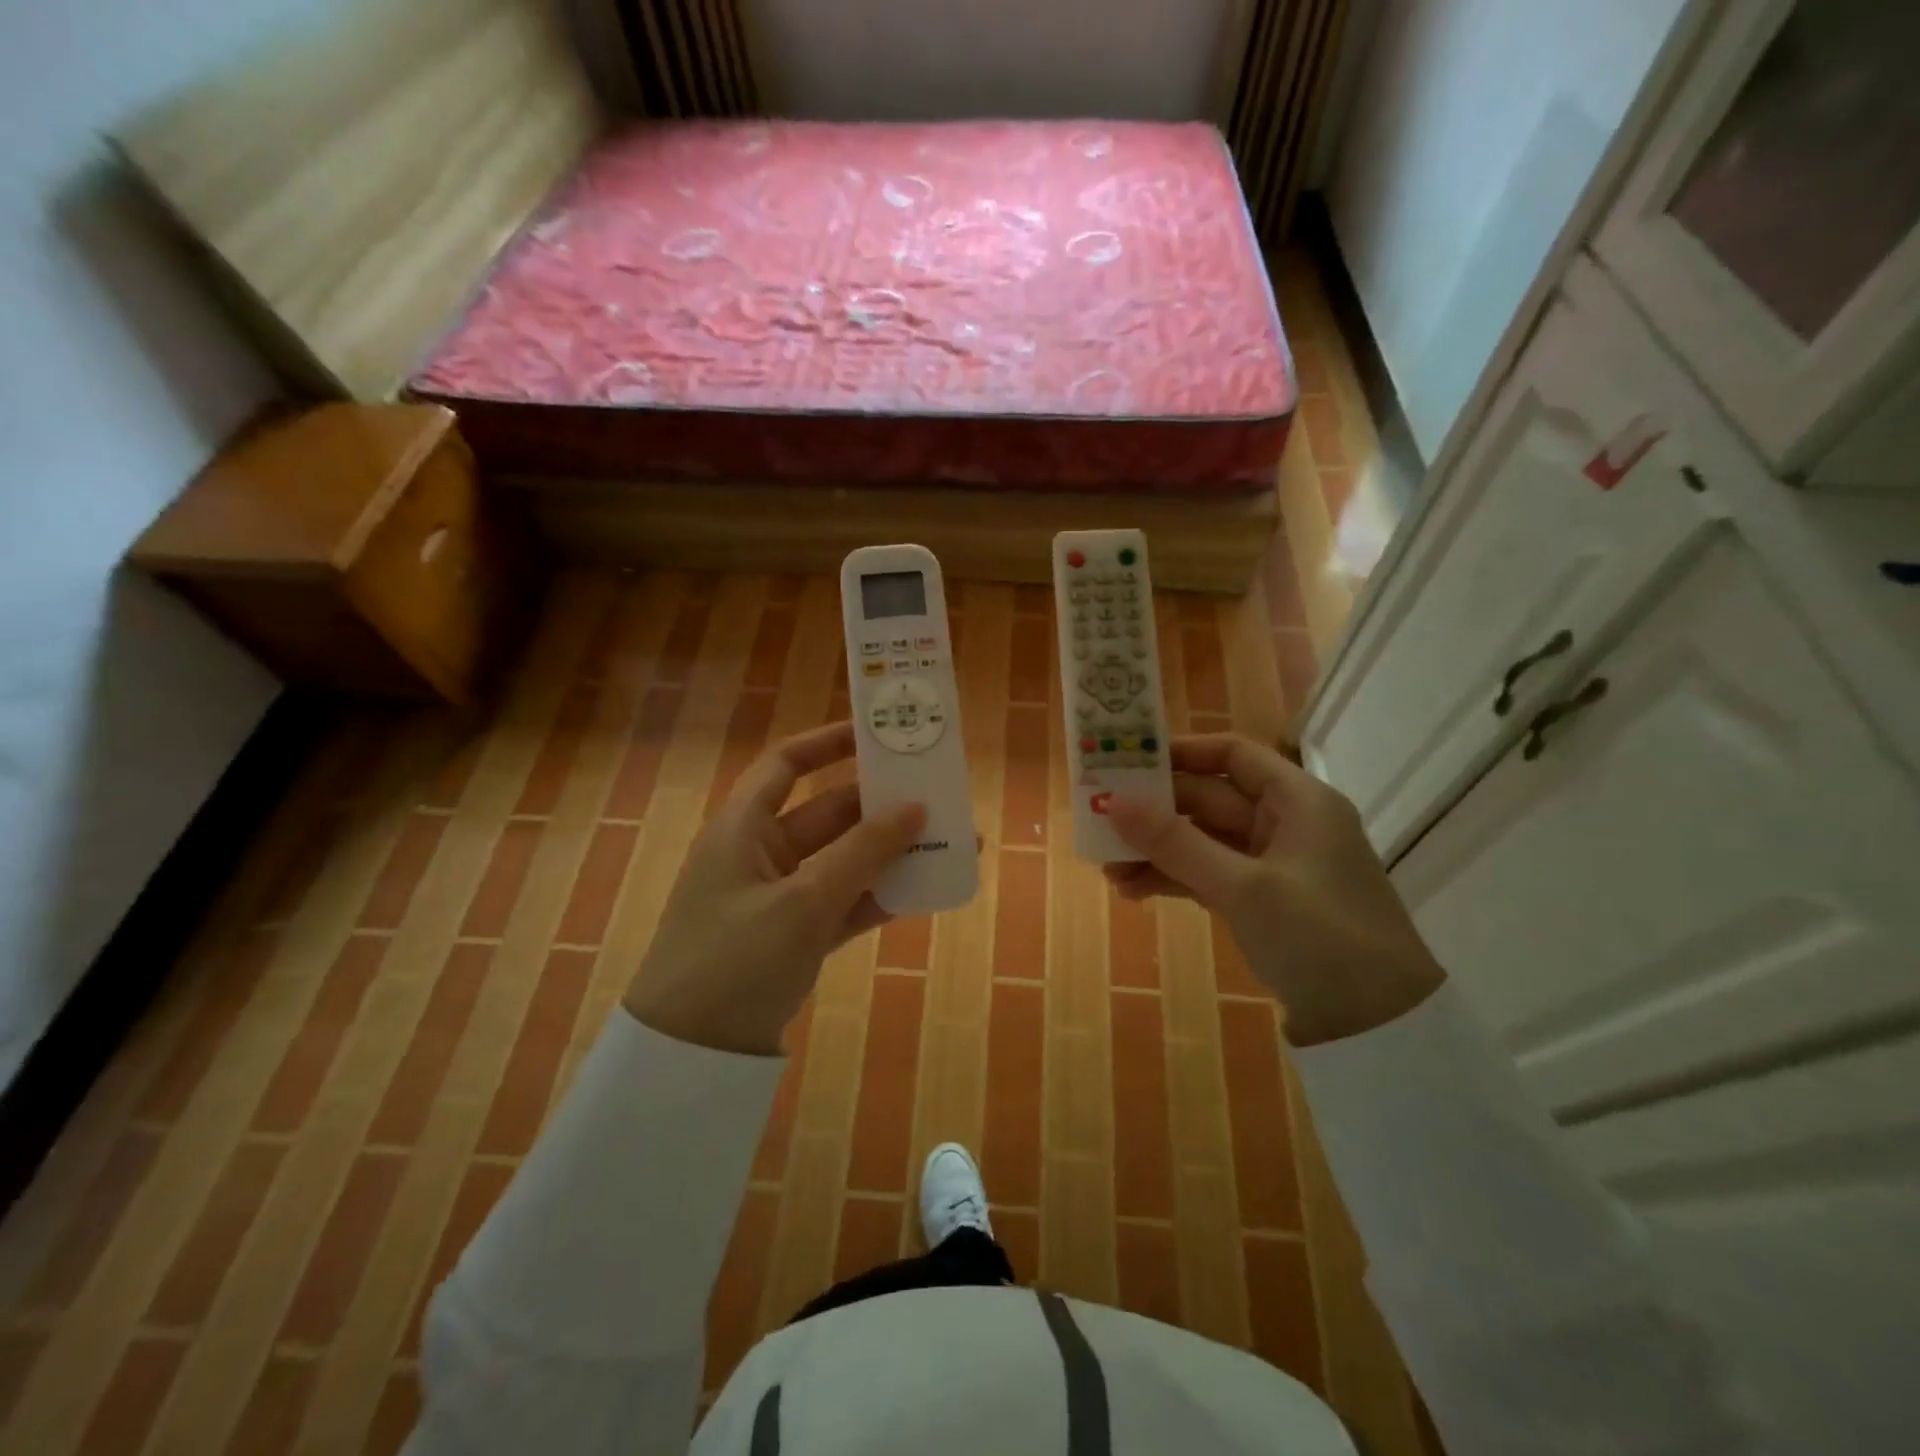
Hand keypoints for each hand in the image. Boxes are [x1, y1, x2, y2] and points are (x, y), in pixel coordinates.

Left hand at [623, 722, 925, 1055]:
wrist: (690, 1057)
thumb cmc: (734, 960)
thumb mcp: (802, 903)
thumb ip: (862, 854)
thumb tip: (915, 808)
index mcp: (743, 828)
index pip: (786, 764)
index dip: (829, 743)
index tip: (879, 735)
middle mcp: (761, 854)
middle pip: (826, 812)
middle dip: (879, 805)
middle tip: (936, 794)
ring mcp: (779, 898)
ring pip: (843, 860)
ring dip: (890, 853)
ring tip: (948, 841)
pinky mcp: (795, 936)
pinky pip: (844, 903)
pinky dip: (879, 896)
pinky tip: (925, 891)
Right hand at [1105, 734, 1444, 1045]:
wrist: (1380, 1024)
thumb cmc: (1318, 935)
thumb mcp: (1242, 886)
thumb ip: (1175, 842)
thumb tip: (1114, 801)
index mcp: (1297, 801)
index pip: (1233, 755)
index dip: (1182, 752)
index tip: (1129, 760)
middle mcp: (1285, 823)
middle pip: (1209, 799)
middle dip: (1155, 813)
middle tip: (1101, 821)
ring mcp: (1273, 865)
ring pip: (1203, 841)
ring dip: (1157, 852)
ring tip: (1107, 869)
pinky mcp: (1262, 902)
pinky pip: (1208, 875)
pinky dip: (1174, 879)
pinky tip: (1133, 891)